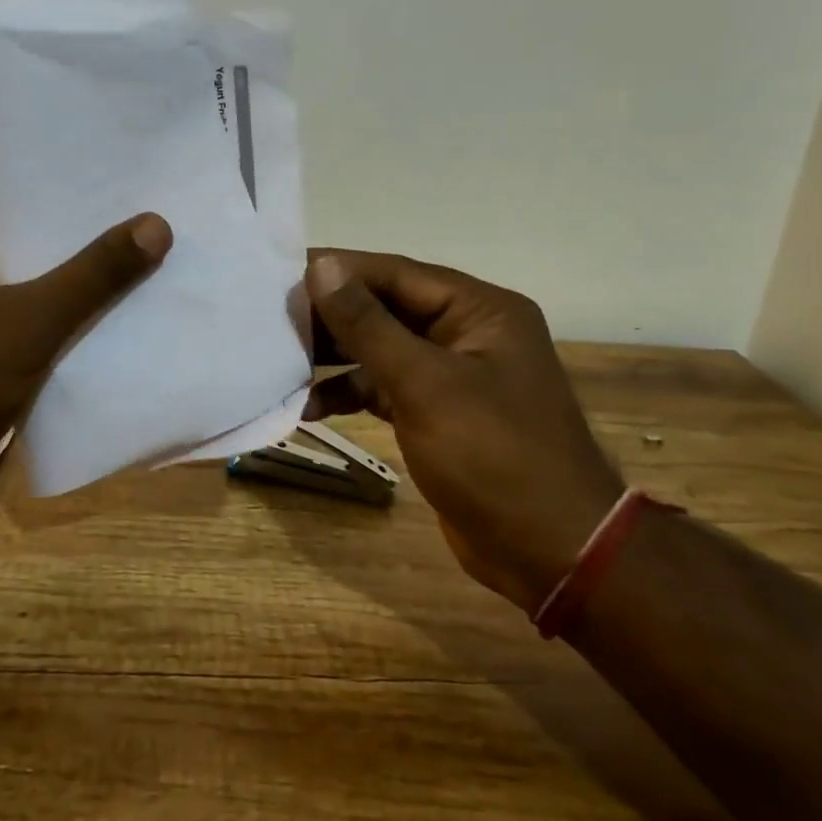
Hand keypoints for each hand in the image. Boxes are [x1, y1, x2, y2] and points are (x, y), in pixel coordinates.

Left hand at [0, 153, 170, 523]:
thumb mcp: (28, 320)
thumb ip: (94, 274)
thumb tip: (156, 224)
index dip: (10, 145)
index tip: (65, 137)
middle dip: (44, 198)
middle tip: (107, 181)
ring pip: (4, 258)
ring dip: (50, 250)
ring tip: (114, 226)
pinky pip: (9, 299)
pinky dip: (45, 293)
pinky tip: (95, 291)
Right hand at [305, 251, 619, 609]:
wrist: (551, 552)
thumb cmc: (494, 457)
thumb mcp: (426, 385)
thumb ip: (368, 324)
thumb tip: (321, 267)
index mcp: (479, 310)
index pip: (395, 273)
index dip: (338, 272)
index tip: (279, 274)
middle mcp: (466, 333)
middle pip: (385, 308)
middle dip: (331, 316)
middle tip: (270, 320)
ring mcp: (452, 375)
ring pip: (381, 349)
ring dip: (335, 357)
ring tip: (280, 360)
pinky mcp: (437, 414)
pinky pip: (385, 388)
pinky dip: (350, 393)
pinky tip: (308, 405)